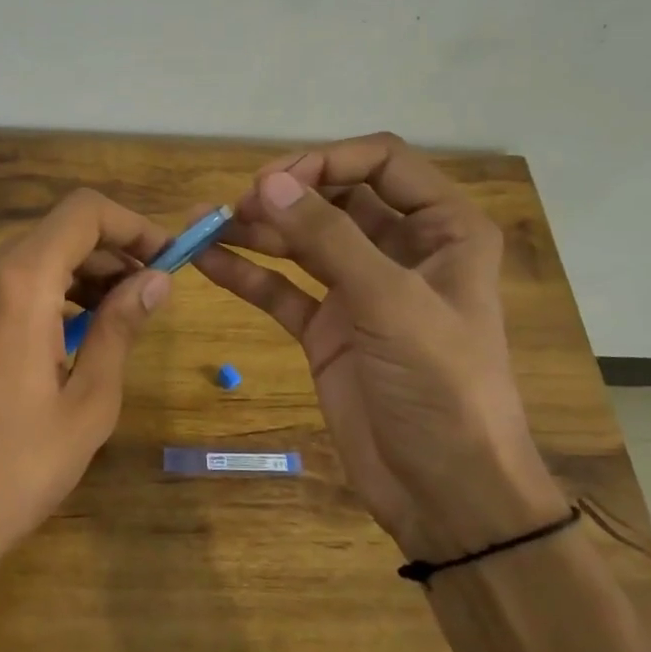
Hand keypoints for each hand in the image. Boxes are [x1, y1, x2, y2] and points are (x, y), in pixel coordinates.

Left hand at [0, 189, 171, 651]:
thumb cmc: (16, 468)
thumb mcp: (88, 401)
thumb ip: (121, 327)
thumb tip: (156, 280)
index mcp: (17, 284)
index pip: (82, 212)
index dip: (132, 225)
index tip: (165, 257)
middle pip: (54, 234)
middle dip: (108, 254)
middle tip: (148, 295)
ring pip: (25, 258)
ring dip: (74, 275)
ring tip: (113, 318)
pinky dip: (39, 293)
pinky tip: (63, 336)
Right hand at [194, 133, 567, 559]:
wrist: (446, 492)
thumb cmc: (441, 387)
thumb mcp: (391, 304)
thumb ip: (329, 239)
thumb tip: (269, 182)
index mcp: (444, 230)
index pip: (382, 163)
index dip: (327, 159)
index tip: (275, 181)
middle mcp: (401, 251)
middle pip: (335, 198)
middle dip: (285, 195)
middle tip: (236, 207)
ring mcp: (360, 291)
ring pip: (302, 242)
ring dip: (257, 231)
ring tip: (204, 225)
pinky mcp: (328, 329)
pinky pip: (283, 289)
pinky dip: (248, 274)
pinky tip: (208, 261)